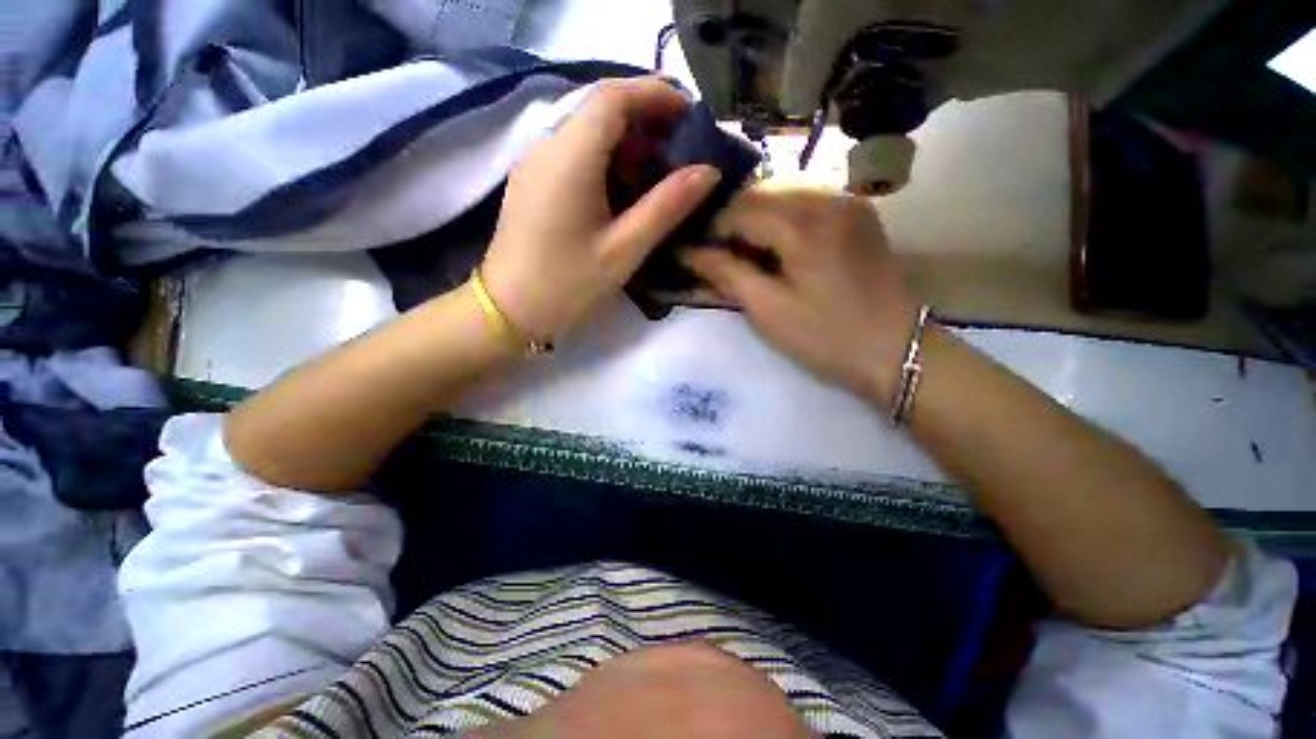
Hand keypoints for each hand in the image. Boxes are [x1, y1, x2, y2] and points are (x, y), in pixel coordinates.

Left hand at [480, 77, 722, 342]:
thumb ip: (667, 207)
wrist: (509, 310)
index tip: (692, 114)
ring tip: (658, 168)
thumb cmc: (568, 284)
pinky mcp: (532, 182)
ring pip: (586, 129)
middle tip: (681, 146)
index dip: (656, 94)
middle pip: (599, 108)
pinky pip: (573, 152)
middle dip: (645, 116)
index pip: (614, 97)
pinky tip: (623, 187)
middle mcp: (547, 146)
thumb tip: (708, 171)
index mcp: (570, 157)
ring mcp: (535, 163)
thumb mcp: (624, 250)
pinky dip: (605, 157)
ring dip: (626, 139)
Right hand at [685, 187, 919, 404]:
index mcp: (803, 225)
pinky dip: (784, 218)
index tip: (700, 255)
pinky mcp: (858, 214)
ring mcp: (847, 202)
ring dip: (758, 218)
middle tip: (723, 256)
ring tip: (749, 252)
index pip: (740, 208)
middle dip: (734, 221)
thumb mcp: (767, 310)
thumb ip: (727, 274)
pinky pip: (808, 201)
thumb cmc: (825, 336)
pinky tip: (780, 245)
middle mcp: (827, 198)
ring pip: (784, 194)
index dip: (713, 230)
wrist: (895, 349)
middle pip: (762, 192)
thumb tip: (690, 251)